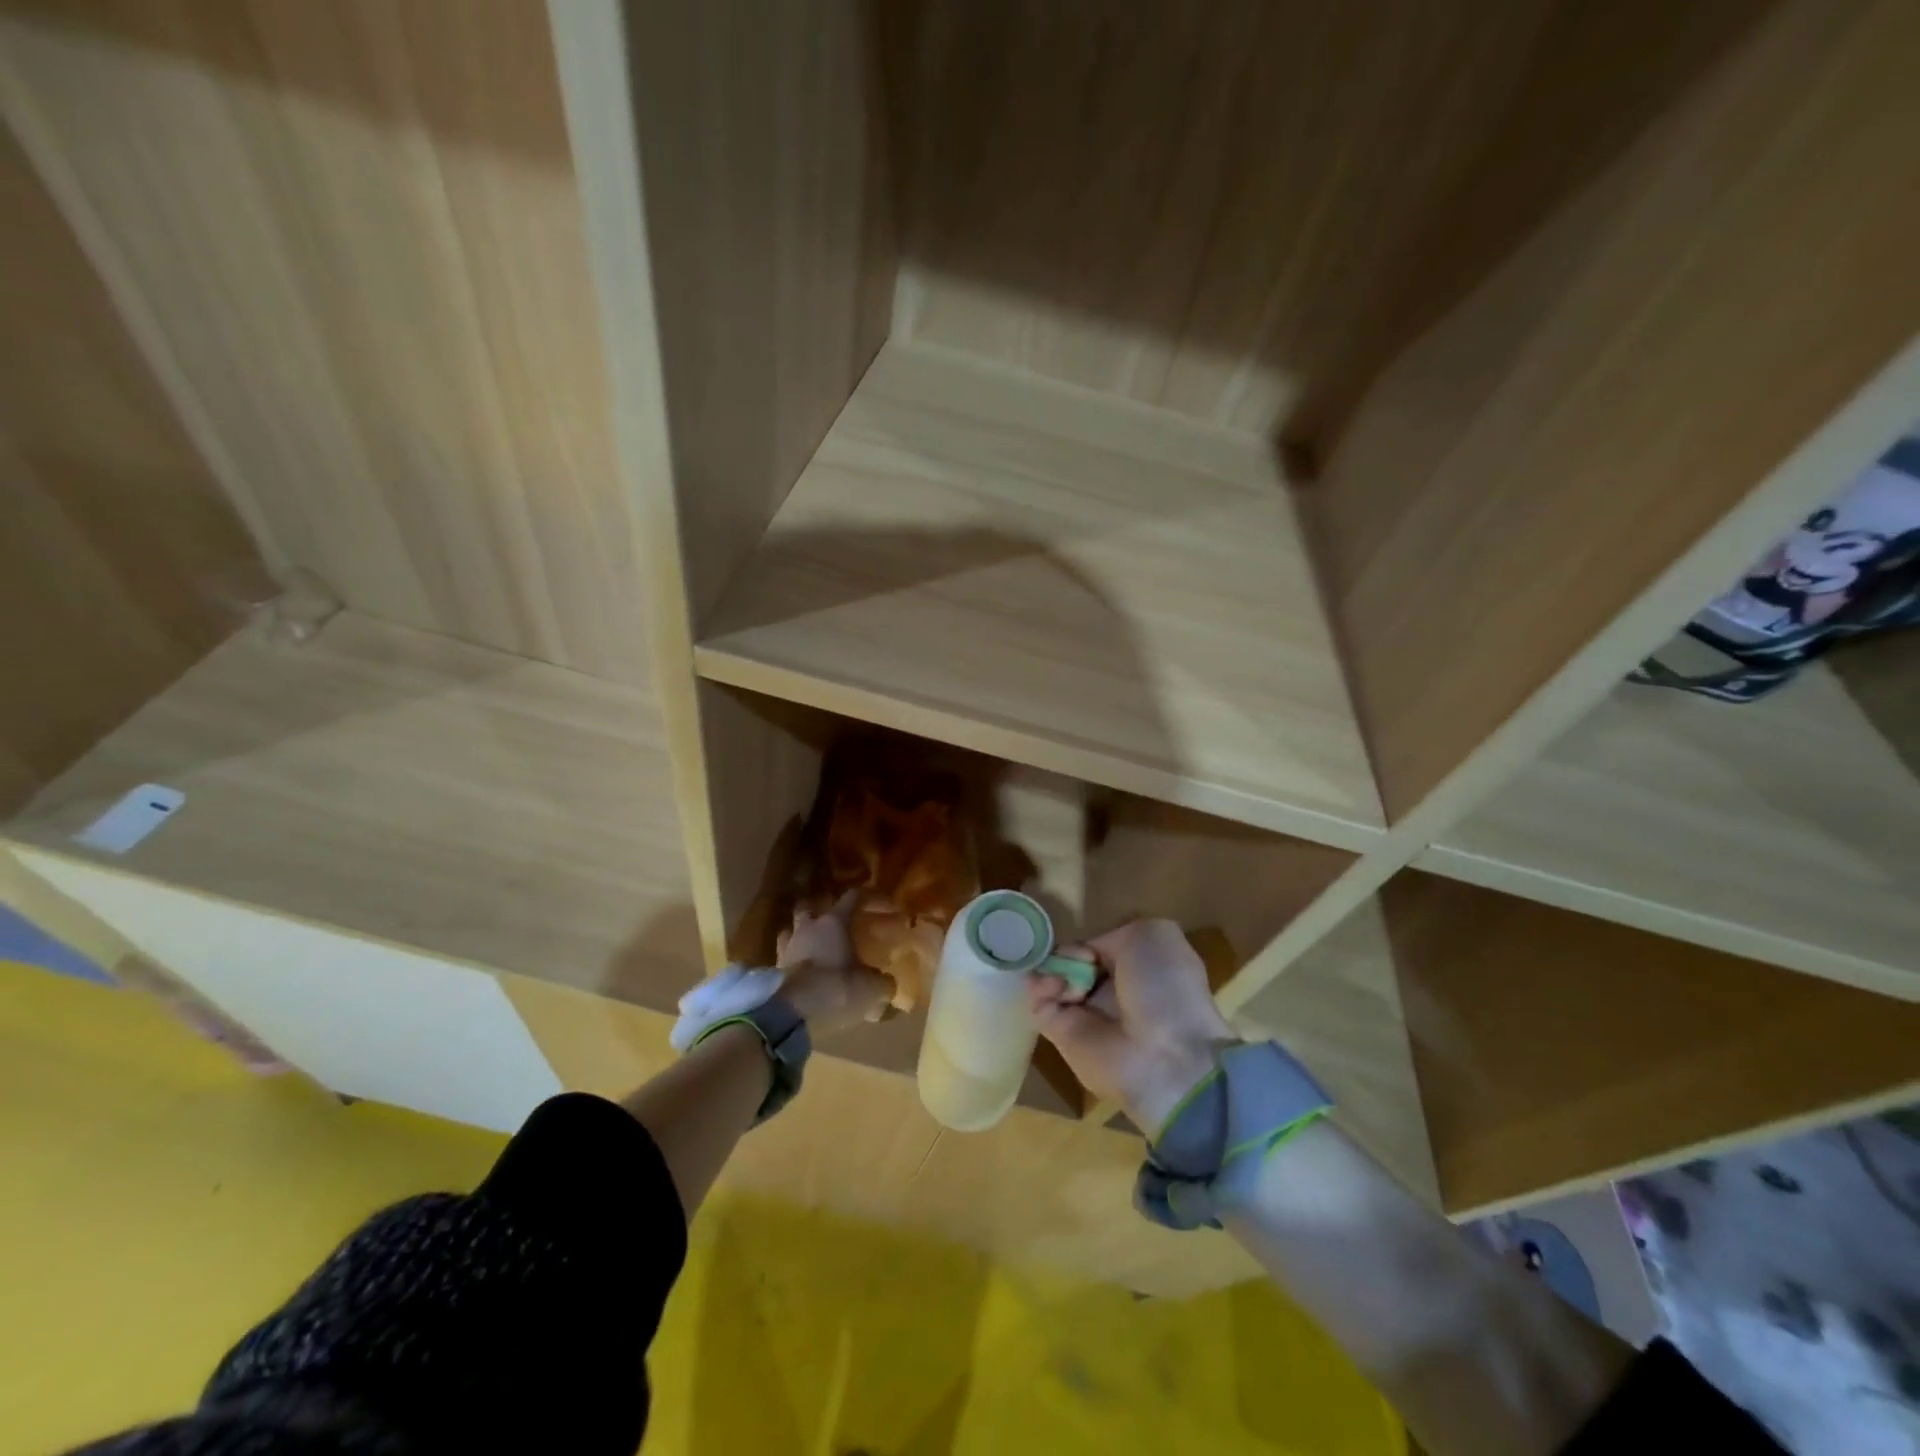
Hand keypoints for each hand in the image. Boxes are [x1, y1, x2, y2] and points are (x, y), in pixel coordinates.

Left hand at [776, 891, 891, 1036]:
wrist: (792, 1014)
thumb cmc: (837, 988)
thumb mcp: (871, 987)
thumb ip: (883, 982)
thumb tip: (888, 983)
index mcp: (834, 922)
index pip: (853, 896)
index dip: (869, 897)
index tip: (882, 903)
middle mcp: (808, 927)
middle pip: (810, 906)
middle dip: (820, 910)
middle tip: (834, 921)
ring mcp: (787, 947)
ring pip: (791, 930)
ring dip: (800, 934)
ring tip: (812, 945)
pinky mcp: (773, 970)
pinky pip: (783, 957)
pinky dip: (792, 960)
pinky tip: (802, 971)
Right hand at [1028, 919, 1238, 1134]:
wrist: (1162, 1057)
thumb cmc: (1165, 988)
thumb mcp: (1154, 935)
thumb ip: (1114, 933)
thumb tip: (1086, 954)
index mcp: (1140, 969)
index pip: (1101, 947)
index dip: (1090, 941)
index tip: (1090, 944)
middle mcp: (1112, 991)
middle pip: (1073, 961)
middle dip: (1066, 953)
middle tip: (1073, 959)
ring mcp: (1085, 1013)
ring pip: (1053, 978)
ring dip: (1050, 968)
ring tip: (1061, 977)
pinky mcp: (1061, 1034)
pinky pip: (1039, 1004)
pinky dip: (1039, 990)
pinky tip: (1052, 987)